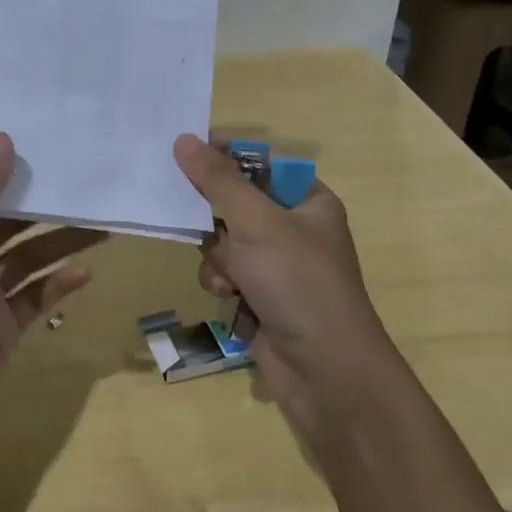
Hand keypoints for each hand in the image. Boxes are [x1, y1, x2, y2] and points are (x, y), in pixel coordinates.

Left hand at [0, 134, 104, 479]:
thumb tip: (2, 137)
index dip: (4, 166)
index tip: (42, 138)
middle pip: (6, 221)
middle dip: (41, 203)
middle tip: (84, 179)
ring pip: (27, 258)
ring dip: (60, 241)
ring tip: (101, 222)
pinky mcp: (2, 329)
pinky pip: (35, 297)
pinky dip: (58, 284)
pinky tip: (87, 272)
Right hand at [172, 134, 389, 428]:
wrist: (327, 373)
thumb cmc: (298, 283)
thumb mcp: (256, 222)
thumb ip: (217, 180)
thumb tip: (183, 139)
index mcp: (307, 200)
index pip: (259, 162)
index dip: (224, 156)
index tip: (186, 155)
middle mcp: (293, 228)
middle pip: (234, 201)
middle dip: (214, 218)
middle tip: (192, 216)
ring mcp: (277, 265)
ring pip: (223, 240)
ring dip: (217, 256)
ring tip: (228, 276)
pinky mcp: (261, 296)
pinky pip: (226, 272)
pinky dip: (222, 282)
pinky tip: (230, 297)